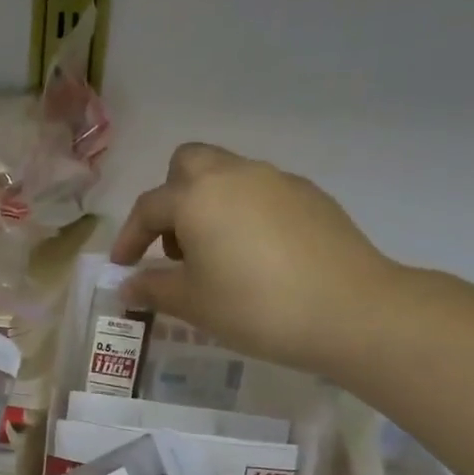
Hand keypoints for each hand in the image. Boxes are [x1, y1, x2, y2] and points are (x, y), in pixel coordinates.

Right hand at [110, 142, 402, 378]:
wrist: (350, 310)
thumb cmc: (254, 306)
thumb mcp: (192, 304)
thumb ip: (153, 289)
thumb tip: (127, 286)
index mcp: (197, 196)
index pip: (148, 208)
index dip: (129, 238)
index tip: (123, 267)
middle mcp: (234, 175)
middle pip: (188, 164)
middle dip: (171, 199)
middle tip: (173, 246)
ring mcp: (277, 181)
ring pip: (227, 176)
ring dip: (208, 205)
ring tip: (214, 256)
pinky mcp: (311, 196)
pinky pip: (261, 194)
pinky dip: (245, 214)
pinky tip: (256, 257)